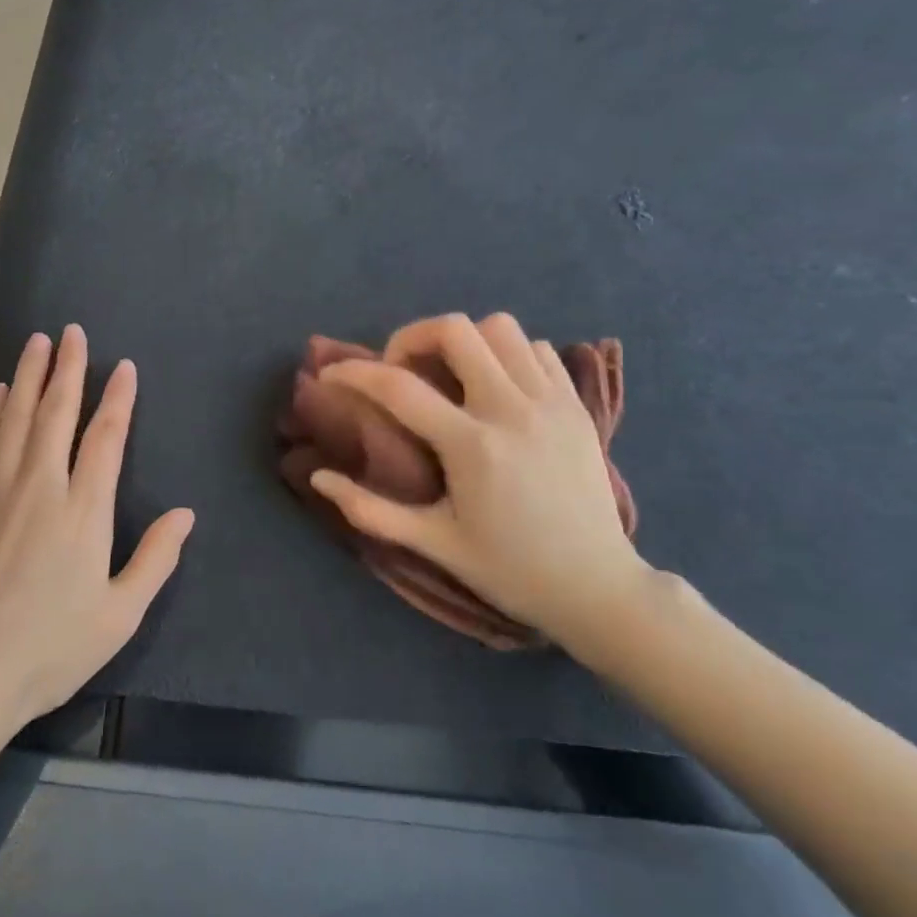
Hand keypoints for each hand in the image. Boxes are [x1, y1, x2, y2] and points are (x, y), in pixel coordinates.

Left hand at [0, 326, 194, 738]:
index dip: (117, 398)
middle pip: (56, 412)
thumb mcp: (118, 616)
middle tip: (71, 332)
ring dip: (28, 377)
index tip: (123, 367)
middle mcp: (39, 486)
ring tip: (36, 343)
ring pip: (14, 417)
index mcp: (83, 511)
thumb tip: (186, 514)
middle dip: (68, 369)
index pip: (105, 438)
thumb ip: (155, 559)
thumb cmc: (47, 651)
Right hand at [309, 312, 655, 650]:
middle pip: (456, 330)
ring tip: (449, 374)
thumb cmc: (509, 569)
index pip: (399, 386)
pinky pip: (538, 349)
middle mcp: (512, 410)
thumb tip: (319, 477)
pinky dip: (508, 354)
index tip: (331, 374)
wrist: (597, 587)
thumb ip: (371, 511)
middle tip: (400, 370)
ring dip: (464, 341)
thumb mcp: (434, 544)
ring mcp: (551, 402)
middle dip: (412, 337)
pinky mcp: (577, 406)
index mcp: (473, 447)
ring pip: (501, 328)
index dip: (354, 372)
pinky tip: (496, 387)